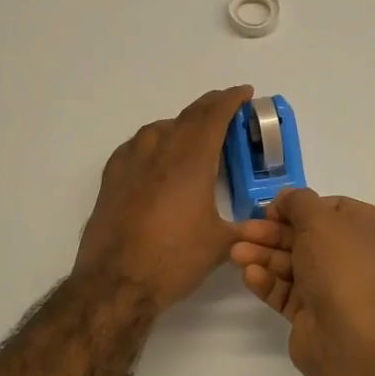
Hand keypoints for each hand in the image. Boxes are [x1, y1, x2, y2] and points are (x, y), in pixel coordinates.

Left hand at [74, 86, 252, 310]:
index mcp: (190, 161)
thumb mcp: (219, 245)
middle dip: (210, 107)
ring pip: (159, 128)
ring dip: (181, 124)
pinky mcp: (111, 179)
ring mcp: (130, 163)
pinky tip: (157, 158)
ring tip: (195, 135)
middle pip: (187, 116)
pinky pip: (136, 146)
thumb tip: (263, 226)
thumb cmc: (173, 260)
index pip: (213, 116)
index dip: (230, 100)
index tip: (244, 93)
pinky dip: (154, 141)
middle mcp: (159, 152)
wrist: (116, 282)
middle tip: (227, 109)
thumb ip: (244, 228)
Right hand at [230, 187, 374, 375]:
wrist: (350, 337)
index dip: (299, 207)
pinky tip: (250, 276)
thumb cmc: (342, 266)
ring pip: (295, 265)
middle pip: (308, 238)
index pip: (333, 209)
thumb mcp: (320, 220)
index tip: (270, 210)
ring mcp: (338, 289)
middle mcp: (359, 258)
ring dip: (265, 256)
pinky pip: (290, 292)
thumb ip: (298, 201)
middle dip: (273, 234)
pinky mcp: (316, 315)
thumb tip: (287, 198)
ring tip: (235, 254)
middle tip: (242, 231)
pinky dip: (270, 282)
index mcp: (374, 231)